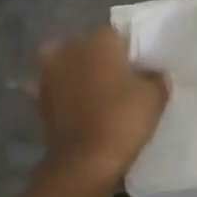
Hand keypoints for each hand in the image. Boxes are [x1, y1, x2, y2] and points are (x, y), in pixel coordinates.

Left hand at [34, 26, 168, 192]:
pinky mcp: (39, 96)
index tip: (137, 69)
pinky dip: (62, 93)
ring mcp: (50, 71)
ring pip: (67, 63)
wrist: (84, 160)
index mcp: (100, 40)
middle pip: (88, 46)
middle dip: (99, 58)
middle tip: (116, 80)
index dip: (128, 52)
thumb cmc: (122, 119)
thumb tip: (153, 73)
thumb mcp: (155, 97)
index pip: (117, 36)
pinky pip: (55, 88)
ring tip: (93, 92)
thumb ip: (156, 78)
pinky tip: (73, 106)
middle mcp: (71, 47)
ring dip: (76, 72)